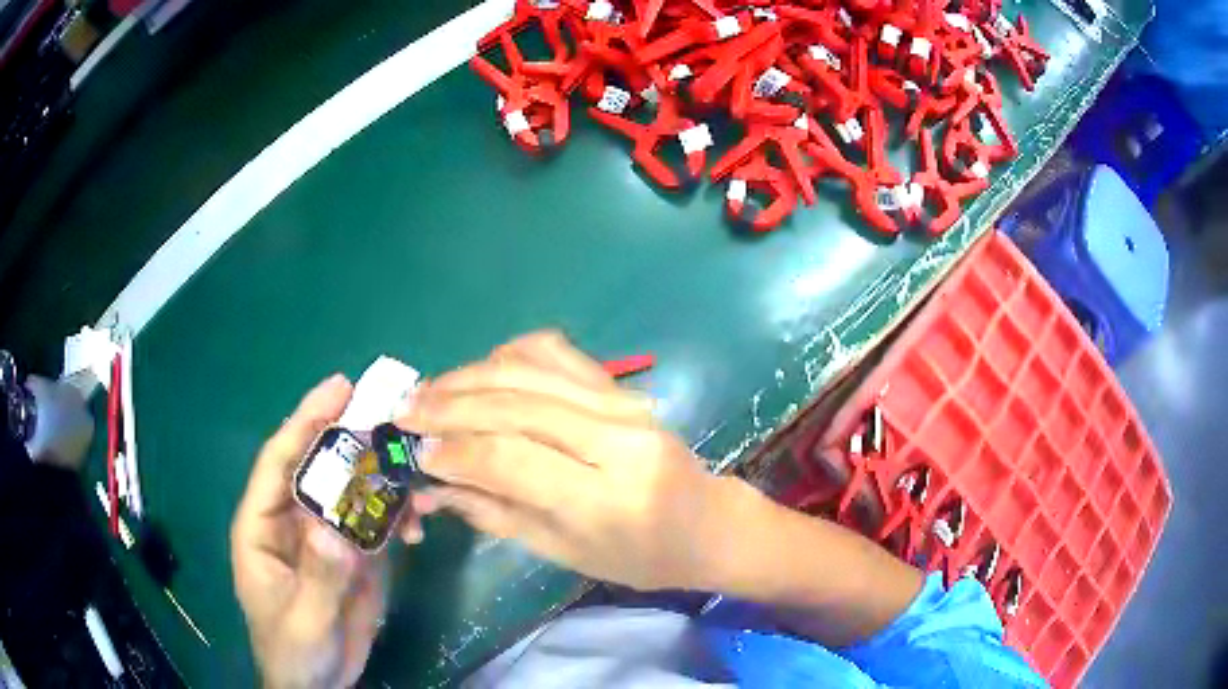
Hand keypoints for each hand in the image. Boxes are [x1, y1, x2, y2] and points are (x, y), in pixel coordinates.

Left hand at [231, 376, 418, 688]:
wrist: (319, 684)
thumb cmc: (294, 651)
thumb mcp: (304, 619)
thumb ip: (318, 577)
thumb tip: (333, 527)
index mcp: (263, 525)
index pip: (279, 462)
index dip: (305, 421)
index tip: (339, 387)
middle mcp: (293, 519)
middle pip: (319, 465)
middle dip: (351, 435)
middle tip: (390, 410)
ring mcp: (326, 536)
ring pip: (352, 490)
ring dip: (383, 478)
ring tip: (415, 472)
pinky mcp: (354, 555)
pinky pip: (375, 523)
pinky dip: (398, 517)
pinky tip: (418, 526)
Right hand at [397, 331, 727, 590]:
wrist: (706, 524)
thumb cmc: (638, 557)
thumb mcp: (563, 552)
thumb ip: (495, 514)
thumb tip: (432, 484)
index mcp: (605, 497)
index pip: (511, 458)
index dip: (454, 452)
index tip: (414, 453)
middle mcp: (616, 438)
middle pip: (515, 406)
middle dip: (448, 406)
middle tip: (404, 412)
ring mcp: (623, 403)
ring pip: (529, 371)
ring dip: (468, 376)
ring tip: (428, 391)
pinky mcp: (622, 387)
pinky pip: (556, 353)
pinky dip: (509, 355)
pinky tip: (482, 373)